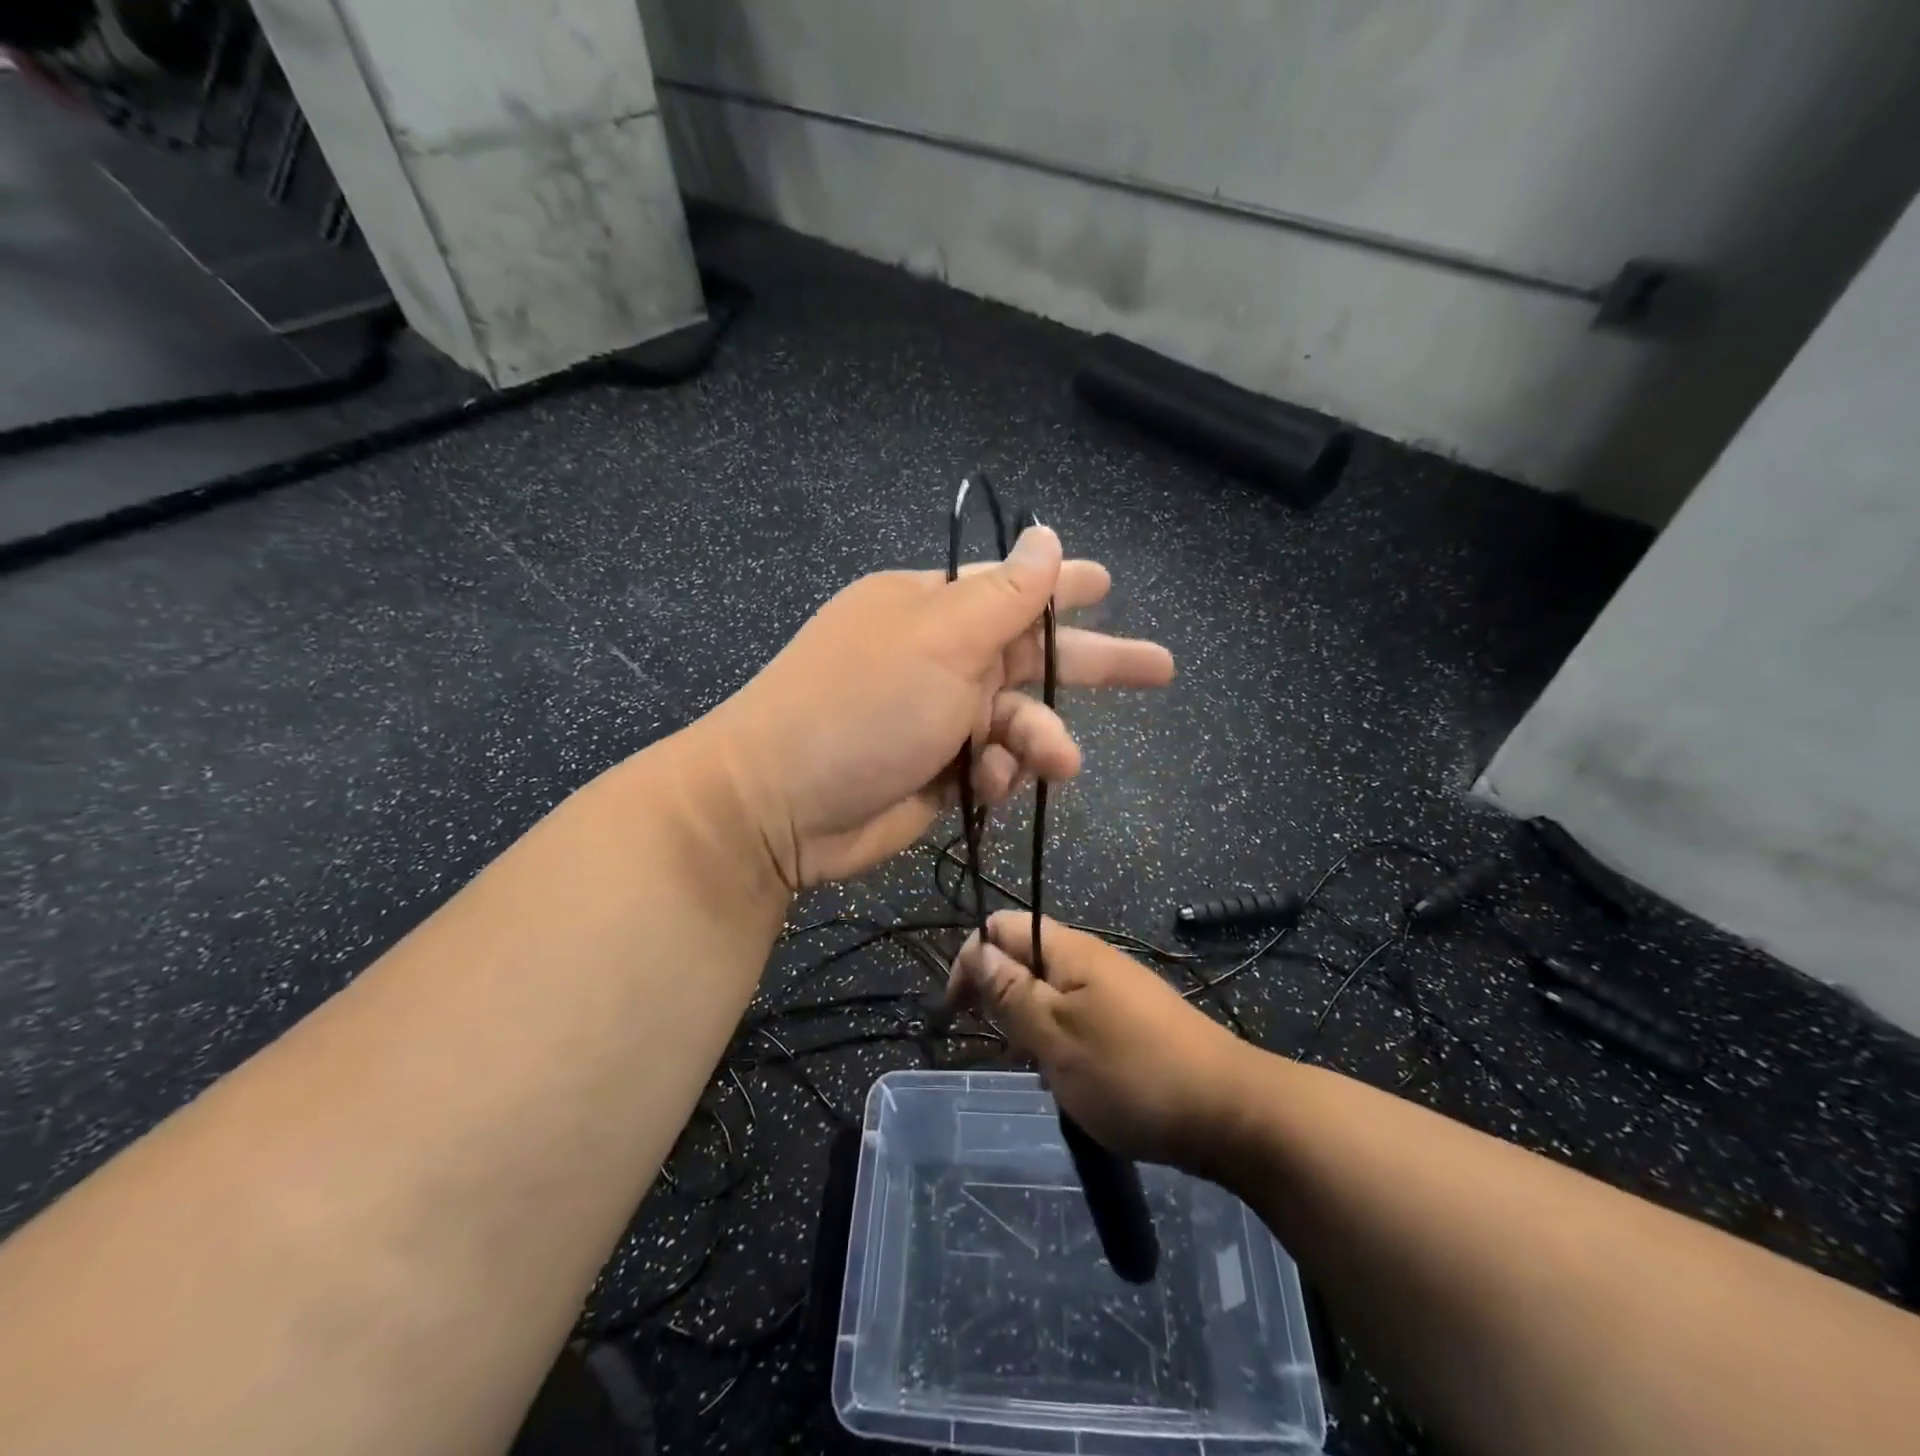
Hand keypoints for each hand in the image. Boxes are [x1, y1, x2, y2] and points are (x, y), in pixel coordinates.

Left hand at [703, 527, 1173, 888]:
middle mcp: (937, 657)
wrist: (780, 805)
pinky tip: (989, 785)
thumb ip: (1004, 596)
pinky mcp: (935, 772)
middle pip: (1031, 654)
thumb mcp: (941, 640)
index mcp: (932, 609)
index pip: (1012, 587)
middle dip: (1093, 665)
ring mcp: (935, 717)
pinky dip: (999, 775)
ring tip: (1058, 763)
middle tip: (1159, 669)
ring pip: (1017, 720)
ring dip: (1040, 740)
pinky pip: (992, 766)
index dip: (1063, 586)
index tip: (1108, 583)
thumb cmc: (862, 706)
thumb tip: (1046, 536)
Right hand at [946, 911, 1256, 1171]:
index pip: (1000, 927)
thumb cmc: (1131, 1073)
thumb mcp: (1055, 1036)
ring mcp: (1115, 990)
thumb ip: (1010, 992)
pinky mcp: (1132, 1020)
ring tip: (1031, 1067)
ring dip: (1028, 1022)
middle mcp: (1091, 959)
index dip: (971, 960)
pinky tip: (1065, 1078)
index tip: (958, 1012)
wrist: (1231, 1113)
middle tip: (997, 1045)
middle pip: (1024, 957)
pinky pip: (1077, 1015)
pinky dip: (1058, 1039)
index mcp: (1069, 950)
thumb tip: (975, 949)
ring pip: (1049, 991)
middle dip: (998, 994)